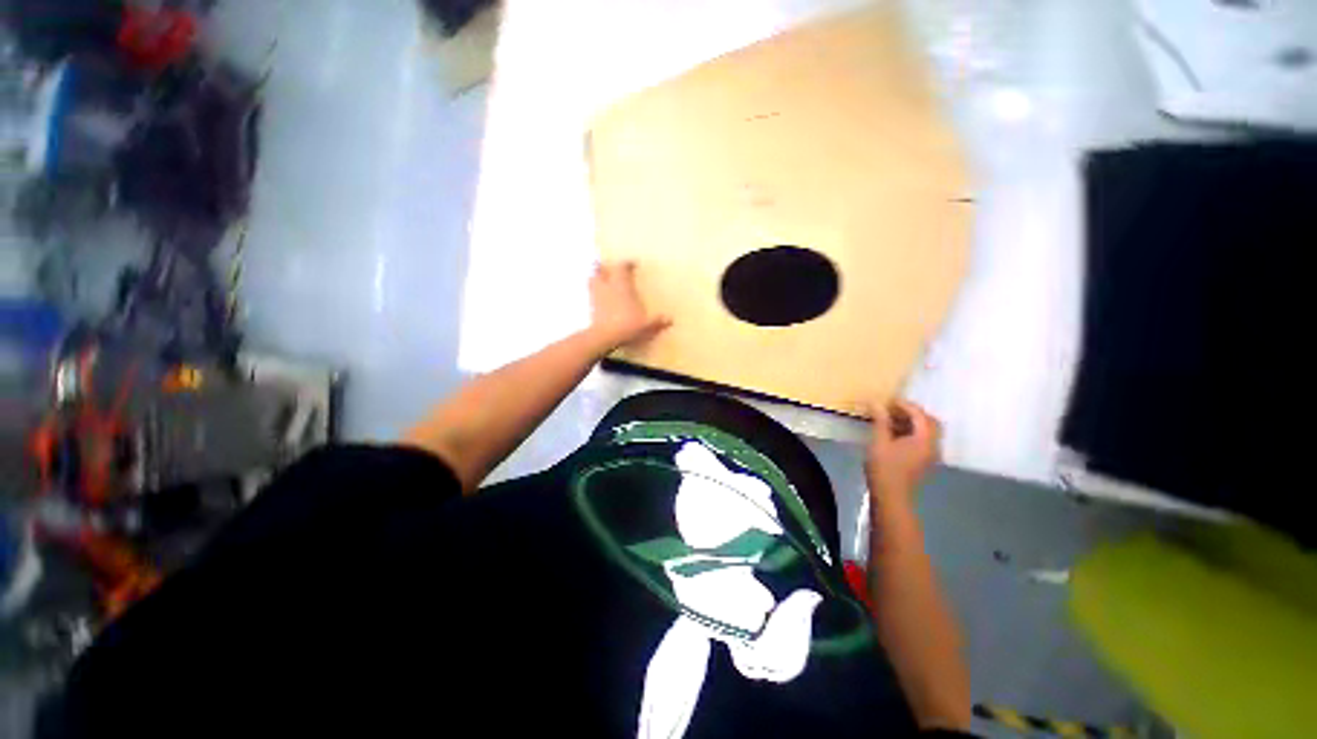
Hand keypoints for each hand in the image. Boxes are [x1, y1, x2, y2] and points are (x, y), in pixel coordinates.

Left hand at [588, 261, 670, 351]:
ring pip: (592, 280)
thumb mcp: (647, 326)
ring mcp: (596, 297)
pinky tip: (599, 299)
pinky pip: (591, 295)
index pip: (622, 267)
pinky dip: (594, 293)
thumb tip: (670, 320)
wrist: (605, 337)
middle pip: (600, 270)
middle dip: (605, 267)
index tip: (633, 264)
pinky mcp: (591, 308)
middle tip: (610, 268)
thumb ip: (658, 322)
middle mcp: (608, 287)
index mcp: (622, 286)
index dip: (627, 264)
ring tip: (601, 280)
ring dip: (596, 278)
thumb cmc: (628, 326)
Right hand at [865, 399, 941, 502]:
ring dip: (912, 422)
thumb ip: (880, 421)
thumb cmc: (884, 468)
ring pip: (928, 431)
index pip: (920, 415)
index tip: (888, 400)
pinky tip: (894, 433)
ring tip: (890, 419)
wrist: (891, 496)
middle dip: (913, 413)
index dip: (905, 405)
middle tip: (893, 409)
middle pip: (930, 422)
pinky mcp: (924, 460)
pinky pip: (924, 440)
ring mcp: (930, 454)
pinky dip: (912, 432)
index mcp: (924, 439)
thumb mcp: (879, 441)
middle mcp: (933, 445)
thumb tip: (876, 402)